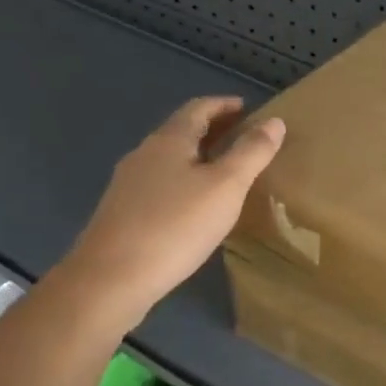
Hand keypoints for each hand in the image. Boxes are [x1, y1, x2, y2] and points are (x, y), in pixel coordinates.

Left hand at [57, 97, 285, 327]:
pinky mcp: (121, 213)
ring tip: (225, 173)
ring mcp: (128, 185)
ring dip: (198, 158)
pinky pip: (159, 185)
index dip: (225, 105)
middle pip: (182, 131)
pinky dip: (183, 182)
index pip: (199, 108)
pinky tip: (195, 207)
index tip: (249, 109)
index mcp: (168, 140)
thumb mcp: (226, 187)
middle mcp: (144, 154)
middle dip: (214, 130)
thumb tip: (275, 121)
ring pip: (169, 160)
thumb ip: (252, 152)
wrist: (110, 280)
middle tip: (245, 140)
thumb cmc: (175, 225)